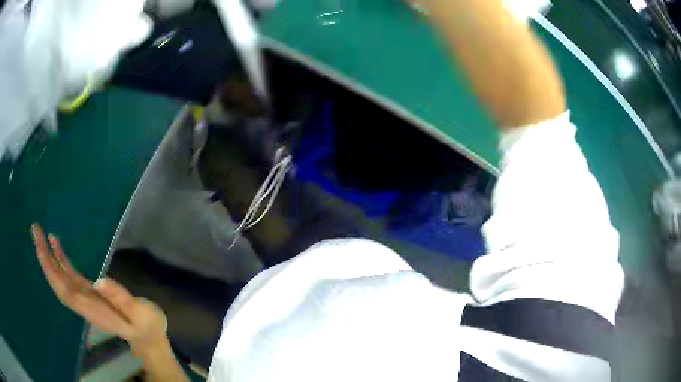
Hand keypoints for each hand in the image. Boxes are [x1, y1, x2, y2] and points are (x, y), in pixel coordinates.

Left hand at [31, 224, 167, 354]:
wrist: (147, 335)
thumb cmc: (146, 324)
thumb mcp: (139, 313)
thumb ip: (120, 298)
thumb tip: (98, 281)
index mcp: (92, 308)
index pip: (64, 290)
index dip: (51, 271)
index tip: (41, 248)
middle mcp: (82, 303)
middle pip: (57, 282)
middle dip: (44, 258)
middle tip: (35, 230)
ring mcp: (84, 296)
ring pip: (60, 277)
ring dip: (48, 257)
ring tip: (40, 233)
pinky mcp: (87, 290)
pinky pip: (68, 274)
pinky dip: (59, 259)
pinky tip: (54, 243)